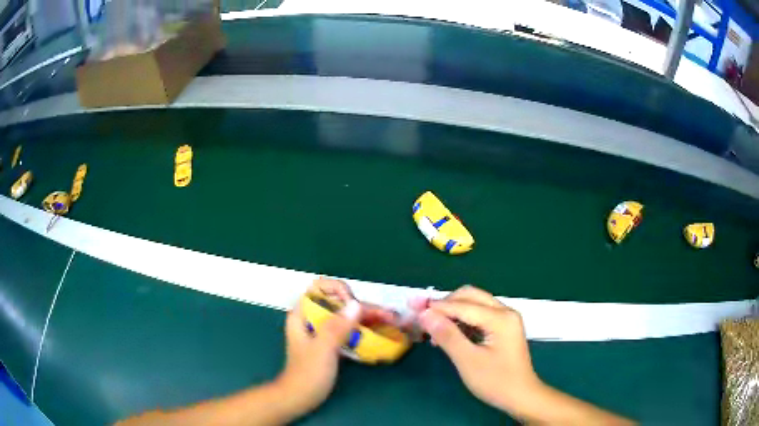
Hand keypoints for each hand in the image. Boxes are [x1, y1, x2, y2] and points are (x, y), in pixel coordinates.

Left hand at [274, 277, 396, 414]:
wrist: (300, 398)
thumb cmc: (308, 374)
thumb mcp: (322, 350)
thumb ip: (336, 327)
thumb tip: (356, 304)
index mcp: (302, 314)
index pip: (319, 287)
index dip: (339, 291)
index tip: (355, 306)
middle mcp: (312, 318)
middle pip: (338, 302)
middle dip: (362, 306)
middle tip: (388, 315)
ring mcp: (322, 331)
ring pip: (346, 316)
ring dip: (367, 317)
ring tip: (391, 321)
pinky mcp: (330, 343)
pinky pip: (348, 329)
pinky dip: (364, 329)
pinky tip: (380, 332)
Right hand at [416, 286, 540, 412]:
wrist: (521, 396)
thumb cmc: (496, 382)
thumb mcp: (468, 361)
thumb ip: (447, 335)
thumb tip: (425, 314)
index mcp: (500, 318)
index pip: (463, 305)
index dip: (436, 307)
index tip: (413, 309)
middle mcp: (505, 311)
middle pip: (470, 296)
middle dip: (445, 304)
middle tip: (423, 316)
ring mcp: (505, 319)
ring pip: (474, 303)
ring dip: (452, 311)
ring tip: (433, 329)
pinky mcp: (503, 327)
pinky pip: (479, 314)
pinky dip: (462, 319)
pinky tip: (449, 334)